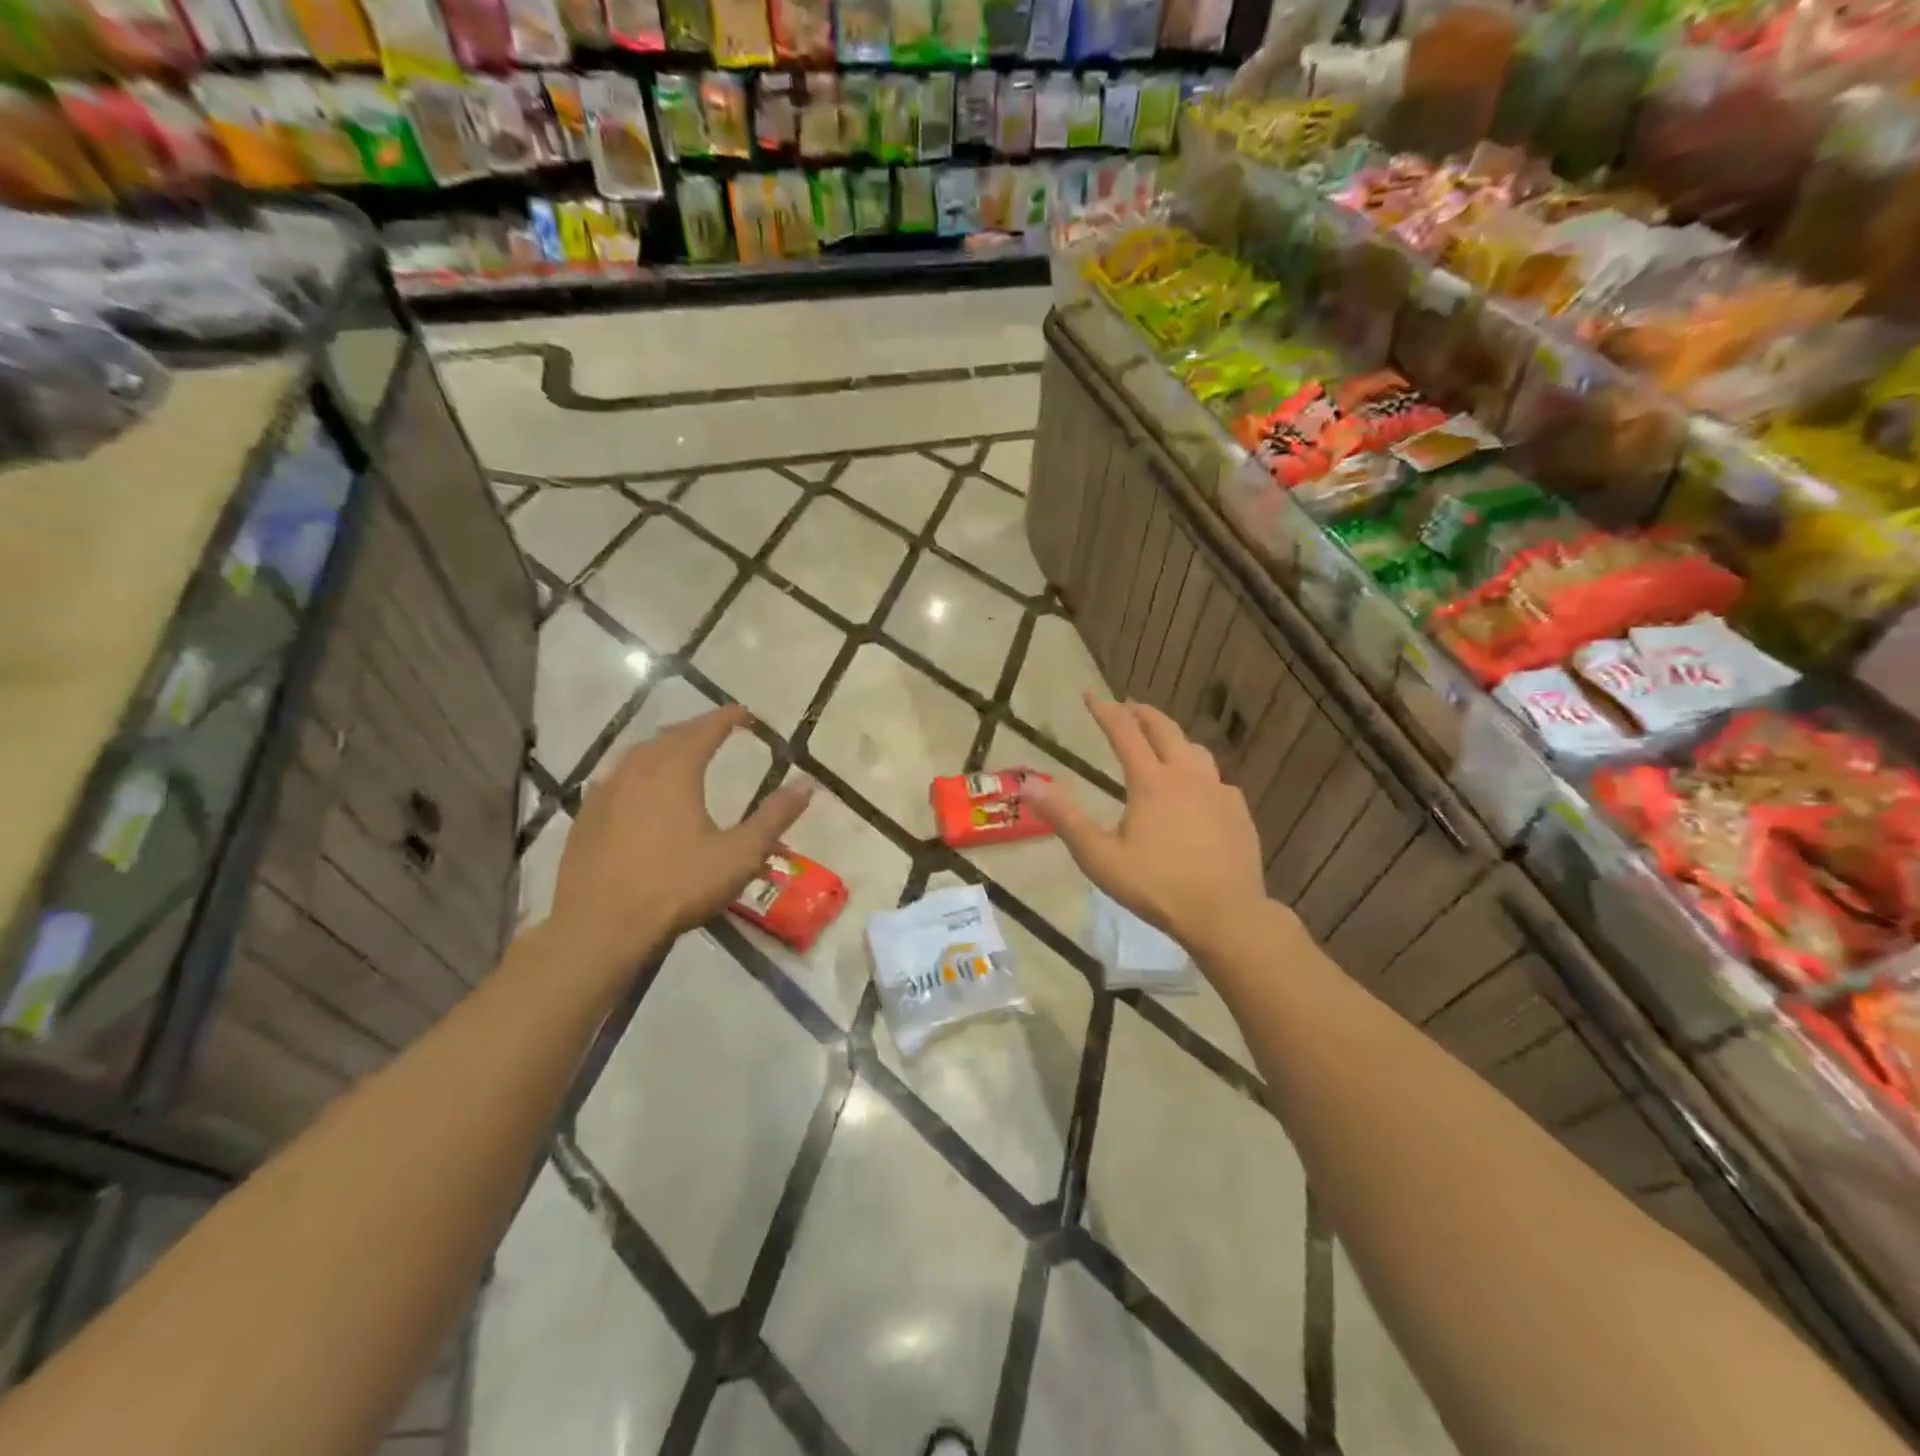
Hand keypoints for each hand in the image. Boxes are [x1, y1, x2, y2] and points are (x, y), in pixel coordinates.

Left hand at [548, 705, 812, 974]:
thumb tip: (808, 784)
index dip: (727, 717)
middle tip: (718, 730)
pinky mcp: (586, 816)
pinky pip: (618, 778)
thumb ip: (775, 816)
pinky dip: (639, 772)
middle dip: (697, 729)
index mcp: (676, 770)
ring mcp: (605, 791)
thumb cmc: (677, 885)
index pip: (706, 729)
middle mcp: (637, 769)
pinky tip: (642, 791)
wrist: (600, 926)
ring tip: (682, 754)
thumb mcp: (739, 854)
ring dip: (665, 747)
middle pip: (670, 736)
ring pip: (640, 755)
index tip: (745, 712)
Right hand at [1024, 693, 1267, 952]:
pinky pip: (1215, 779)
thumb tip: (1028, 784)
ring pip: (1195, 750)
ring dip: (1173, 738)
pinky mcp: (1238, 812)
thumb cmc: (1156, 886)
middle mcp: (1187, 775)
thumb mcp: (1099, 856)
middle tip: (1126, 706)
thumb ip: (1064, 818)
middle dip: (1141, 713)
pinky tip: (1196, 790)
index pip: (1124, 732)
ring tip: (1162, 742)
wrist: (1226, 914)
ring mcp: (1218, 791)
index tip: (1090, 694)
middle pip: (1164, 730)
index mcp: (1151, 781)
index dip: (1104, 710)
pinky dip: (1197, 772)